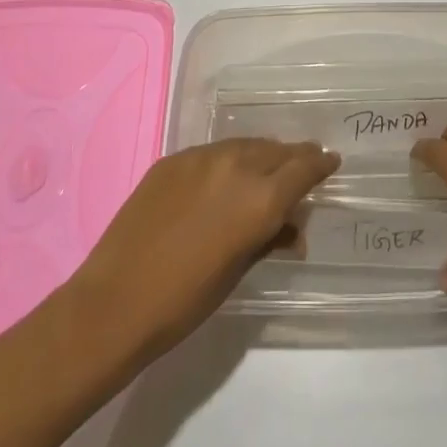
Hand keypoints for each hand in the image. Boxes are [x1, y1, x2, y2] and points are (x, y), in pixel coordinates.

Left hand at [64, 139, 338, 358]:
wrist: (115, 301)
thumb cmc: (185, 301)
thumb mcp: (237, 271)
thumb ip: (269, 239)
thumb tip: (293, 229)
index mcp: (260, 198)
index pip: (304, 169)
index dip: (320, 164)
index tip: (331, 162)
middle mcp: (237, 166)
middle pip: (277, 150)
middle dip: (294, 158)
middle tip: (304, 165)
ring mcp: (201, 157)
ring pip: (245, 145)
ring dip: (261, 156)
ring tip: (265, 169)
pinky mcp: (173, 159)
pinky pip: (213, 152)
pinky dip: (228, 161)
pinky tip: (223, 179)